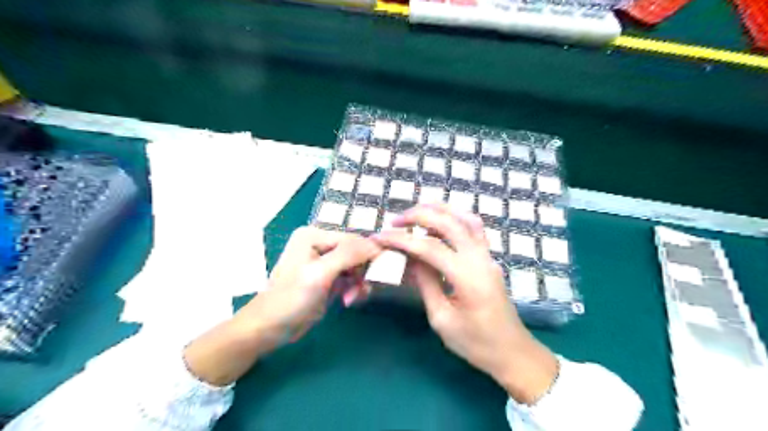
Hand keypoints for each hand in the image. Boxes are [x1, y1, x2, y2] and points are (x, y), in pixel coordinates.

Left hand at [234, 226, 376, 349]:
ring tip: (350, 299)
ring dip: (357, 283)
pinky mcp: (327, 278)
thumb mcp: (320, 274)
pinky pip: (350, 278)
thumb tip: (378, 244)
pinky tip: (348, 301)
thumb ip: (349, 255)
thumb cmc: (291, 298)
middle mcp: (319, 244)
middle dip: (360, 272)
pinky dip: (353, 289)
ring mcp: (324, 262)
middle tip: (360, 290)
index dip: (368, 253)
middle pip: (355, 252)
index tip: (381, 271)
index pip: (352, 238)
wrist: (270, 329)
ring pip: (355, 267)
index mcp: (314, 235)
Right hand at [373, 206, 558, 403]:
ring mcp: (487, 255)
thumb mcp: (442, 319)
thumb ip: (426, 283)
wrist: (511, 351)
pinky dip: (454, 217)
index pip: (429, 247)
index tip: (380, 237)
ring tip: (415, 214)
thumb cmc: (475, 343)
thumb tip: (410, 258)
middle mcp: (480, 258)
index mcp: (467, 276)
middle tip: (395, 220)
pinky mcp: (489, 257)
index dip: (402, 239)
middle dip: (418, 215)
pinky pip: (473, 227)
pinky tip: (439, 223)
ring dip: (438, 210)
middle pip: (448, 222)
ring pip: (464, 217)